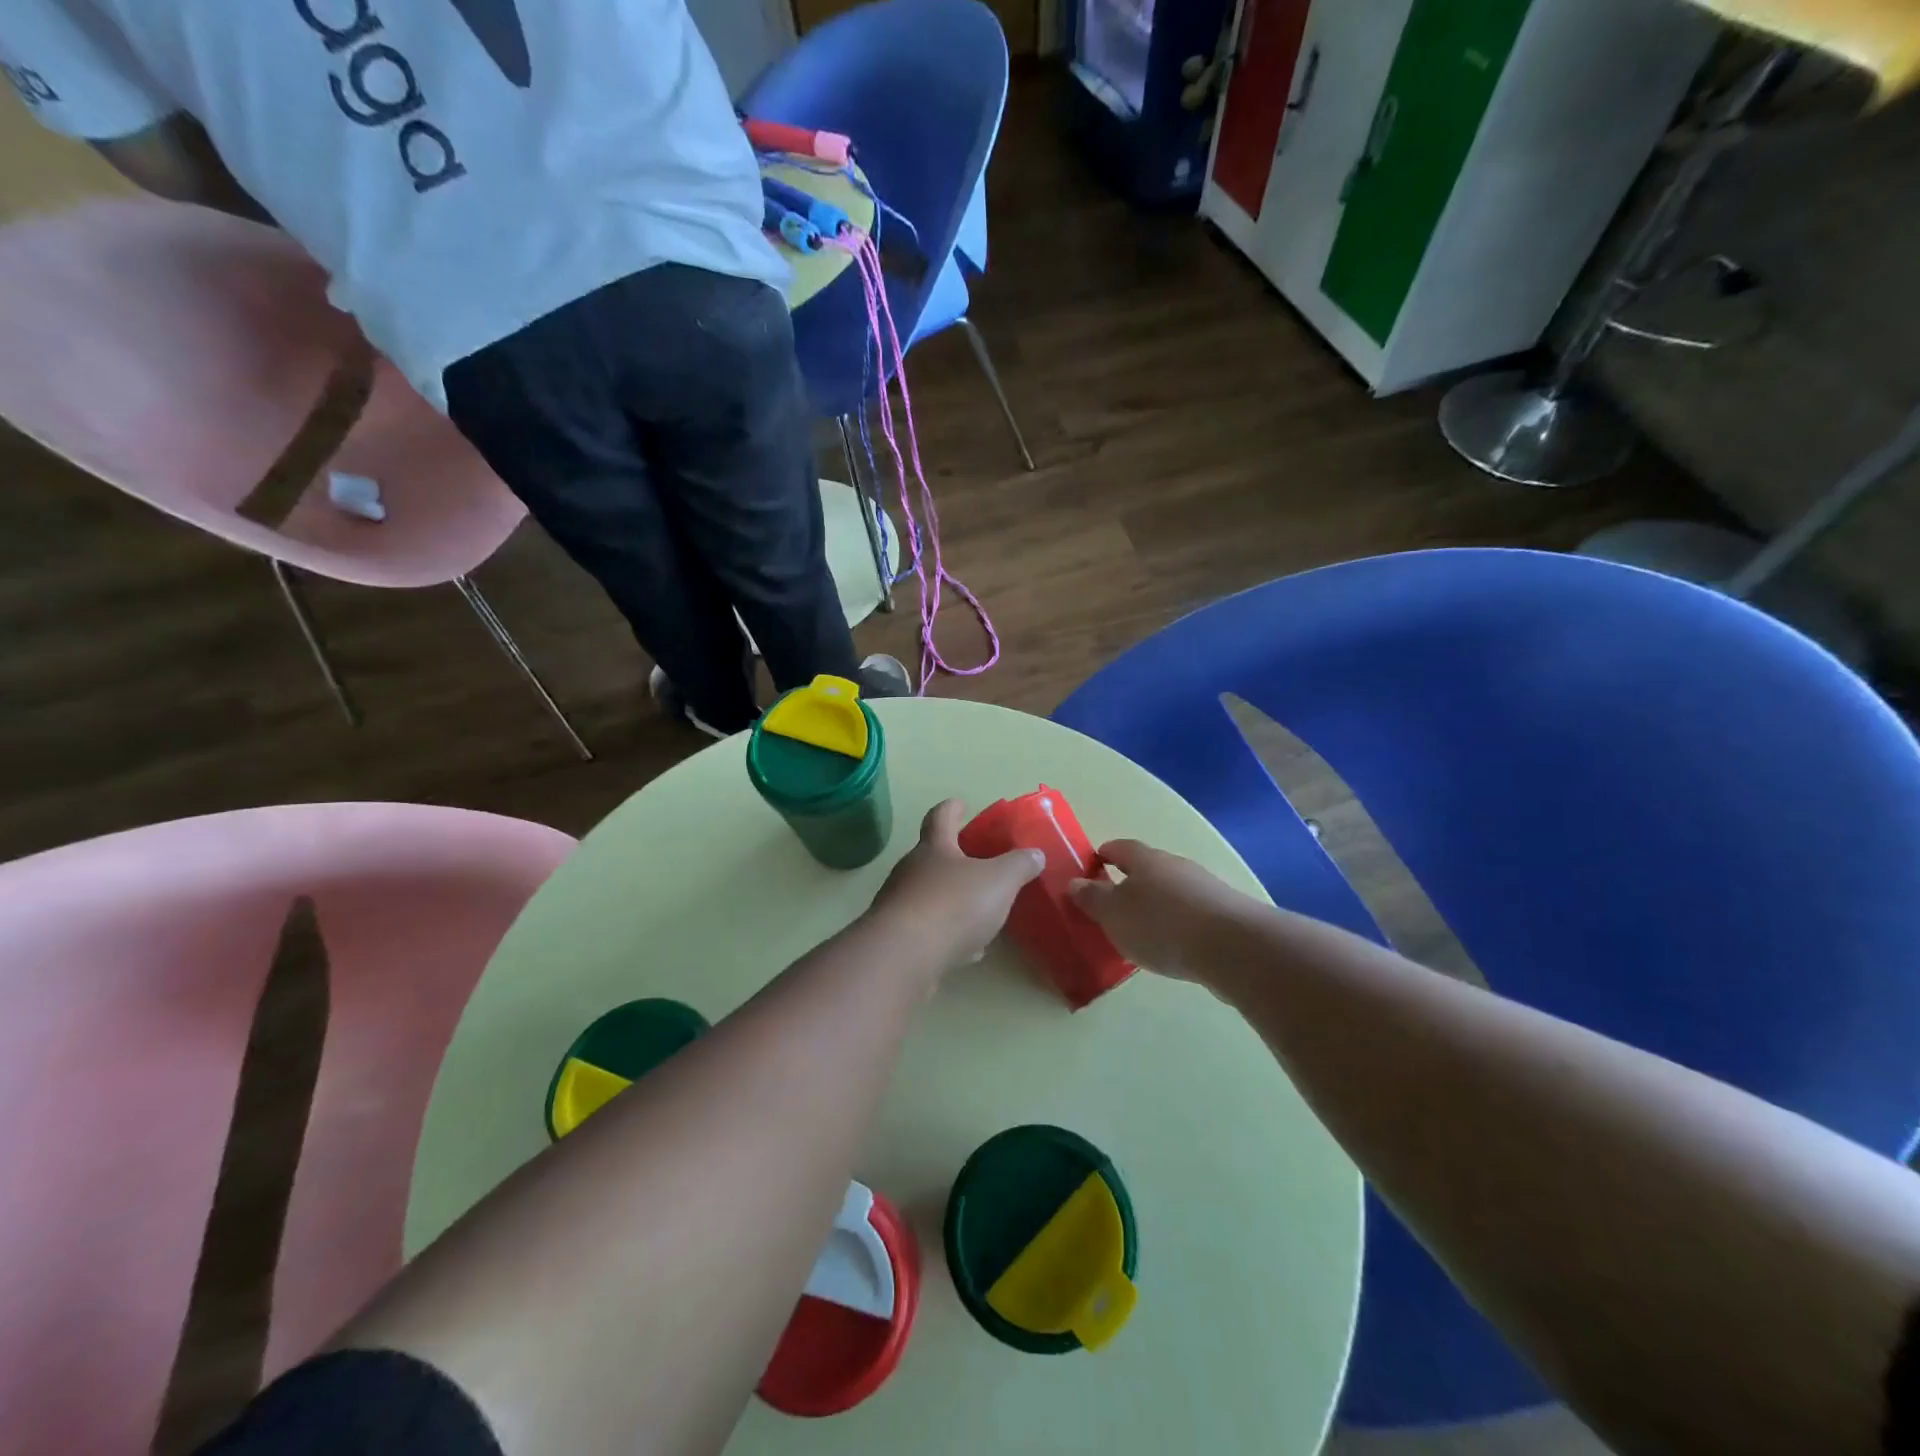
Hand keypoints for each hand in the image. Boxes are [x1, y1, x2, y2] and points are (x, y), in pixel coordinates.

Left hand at [868, 799, 1044, 973]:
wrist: (904, 957)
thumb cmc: (953, 905)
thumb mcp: (999, 880)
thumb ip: (1019, 865)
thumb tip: (1035, 854)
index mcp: (934, 848)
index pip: (941, 817)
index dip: (952, 808)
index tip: (960, 804)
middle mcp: (911, 871)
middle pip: (931, 856)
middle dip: (953, 857)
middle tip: (978, 862)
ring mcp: (900, 906)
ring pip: (929, 895)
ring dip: (952, 899)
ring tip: (979, 910)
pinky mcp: (898, 940)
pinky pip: (928, 930)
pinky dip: (948, 934)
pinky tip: (968, 950)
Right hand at [1070, 839, 1252, 981]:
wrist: (1232, 947)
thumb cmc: (1161, 924)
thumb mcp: (1114, 914)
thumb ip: (1093, 898)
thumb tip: (1075, 882)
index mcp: (1145, 859)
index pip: (1119, 847)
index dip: (1103, 855)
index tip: (1091, 866)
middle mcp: (1175, 865)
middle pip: (1147, 867)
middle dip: (1130, 882)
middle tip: (1112, 905)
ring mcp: (1203, 887)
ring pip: (1171, 890)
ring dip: (1155, 904)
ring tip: (1141, 930)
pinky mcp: (1224, 913)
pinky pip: (1190, 911)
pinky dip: (1177, 923)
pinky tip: (1172, 944)